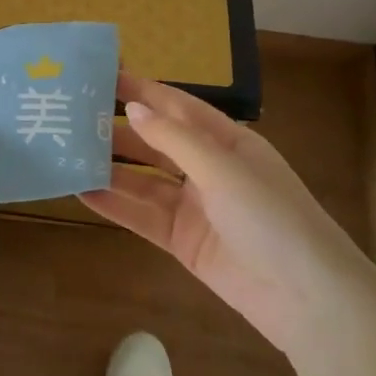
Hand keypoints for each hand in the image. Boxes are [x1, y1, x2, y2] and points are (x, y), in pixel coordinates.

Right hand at [80, 73, 374, 360]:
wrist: (307, 298)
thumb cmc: (272, 217)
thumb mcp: (224, 169)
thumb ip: (174, 139)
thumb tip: (132, 108)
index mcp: (228, 141)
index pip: (177, 107)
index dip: (142, 91)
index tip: (102, 76)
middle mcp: (208, 169)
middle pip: (156, 143)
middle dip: (119, 131)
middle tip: (73, 118)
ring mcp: (195, 207)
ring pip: (144, 181)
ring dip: (111, 169)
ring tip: (68, 154)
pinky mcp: (183, 241)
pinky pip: (143, 217)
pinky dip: (115, 205)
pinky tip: (83, 193)